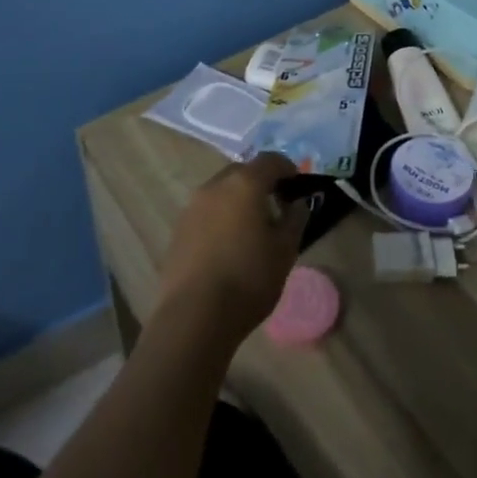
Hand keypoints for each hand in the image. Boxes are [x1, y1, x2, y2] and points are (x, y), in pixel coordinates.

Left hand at [158, 153, 311, 343]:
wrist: (194, 317)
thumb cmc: (248, 279)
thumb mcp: (285, 250)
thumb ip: (295, 219)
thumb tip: (297, 204)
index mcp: (244, 183)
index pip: (271, 160)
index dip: (288, 168)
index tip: (298, 186)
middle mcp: (215, 186)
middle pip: (243, 172)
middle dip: (261, 183)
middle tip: (276, 207)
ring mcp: (192, 206)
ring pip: (222, 191)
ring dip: (239, 200)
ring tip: (251, 229)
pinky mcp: (178, 229)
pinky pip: (207, 211)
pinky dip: (221, 217)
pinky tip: (228, 246)